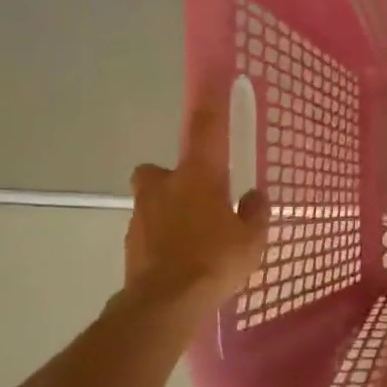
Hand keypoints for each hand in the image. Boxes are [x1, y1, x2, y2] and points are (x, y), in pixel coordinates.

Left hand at [125, 102, 268, 306]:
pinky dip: (161, 238)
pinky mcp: (130, 242)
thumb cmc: (216, 260)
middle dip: (173, 178)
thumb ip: (255, 213)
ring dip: (168, 211)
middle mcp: (164, 186)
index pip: (204, 130)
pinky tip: (180, 259)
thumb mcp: (252, 238)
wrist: (165, 302)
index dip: (209, 105)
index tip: (211, 83)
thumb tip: (255, 196)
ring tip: (193, 239)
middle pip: (159, 170)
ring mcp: (141, 214)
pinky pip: (148, 230)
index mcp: (198, 176)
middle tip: (196, 198)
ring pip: (153, 201)